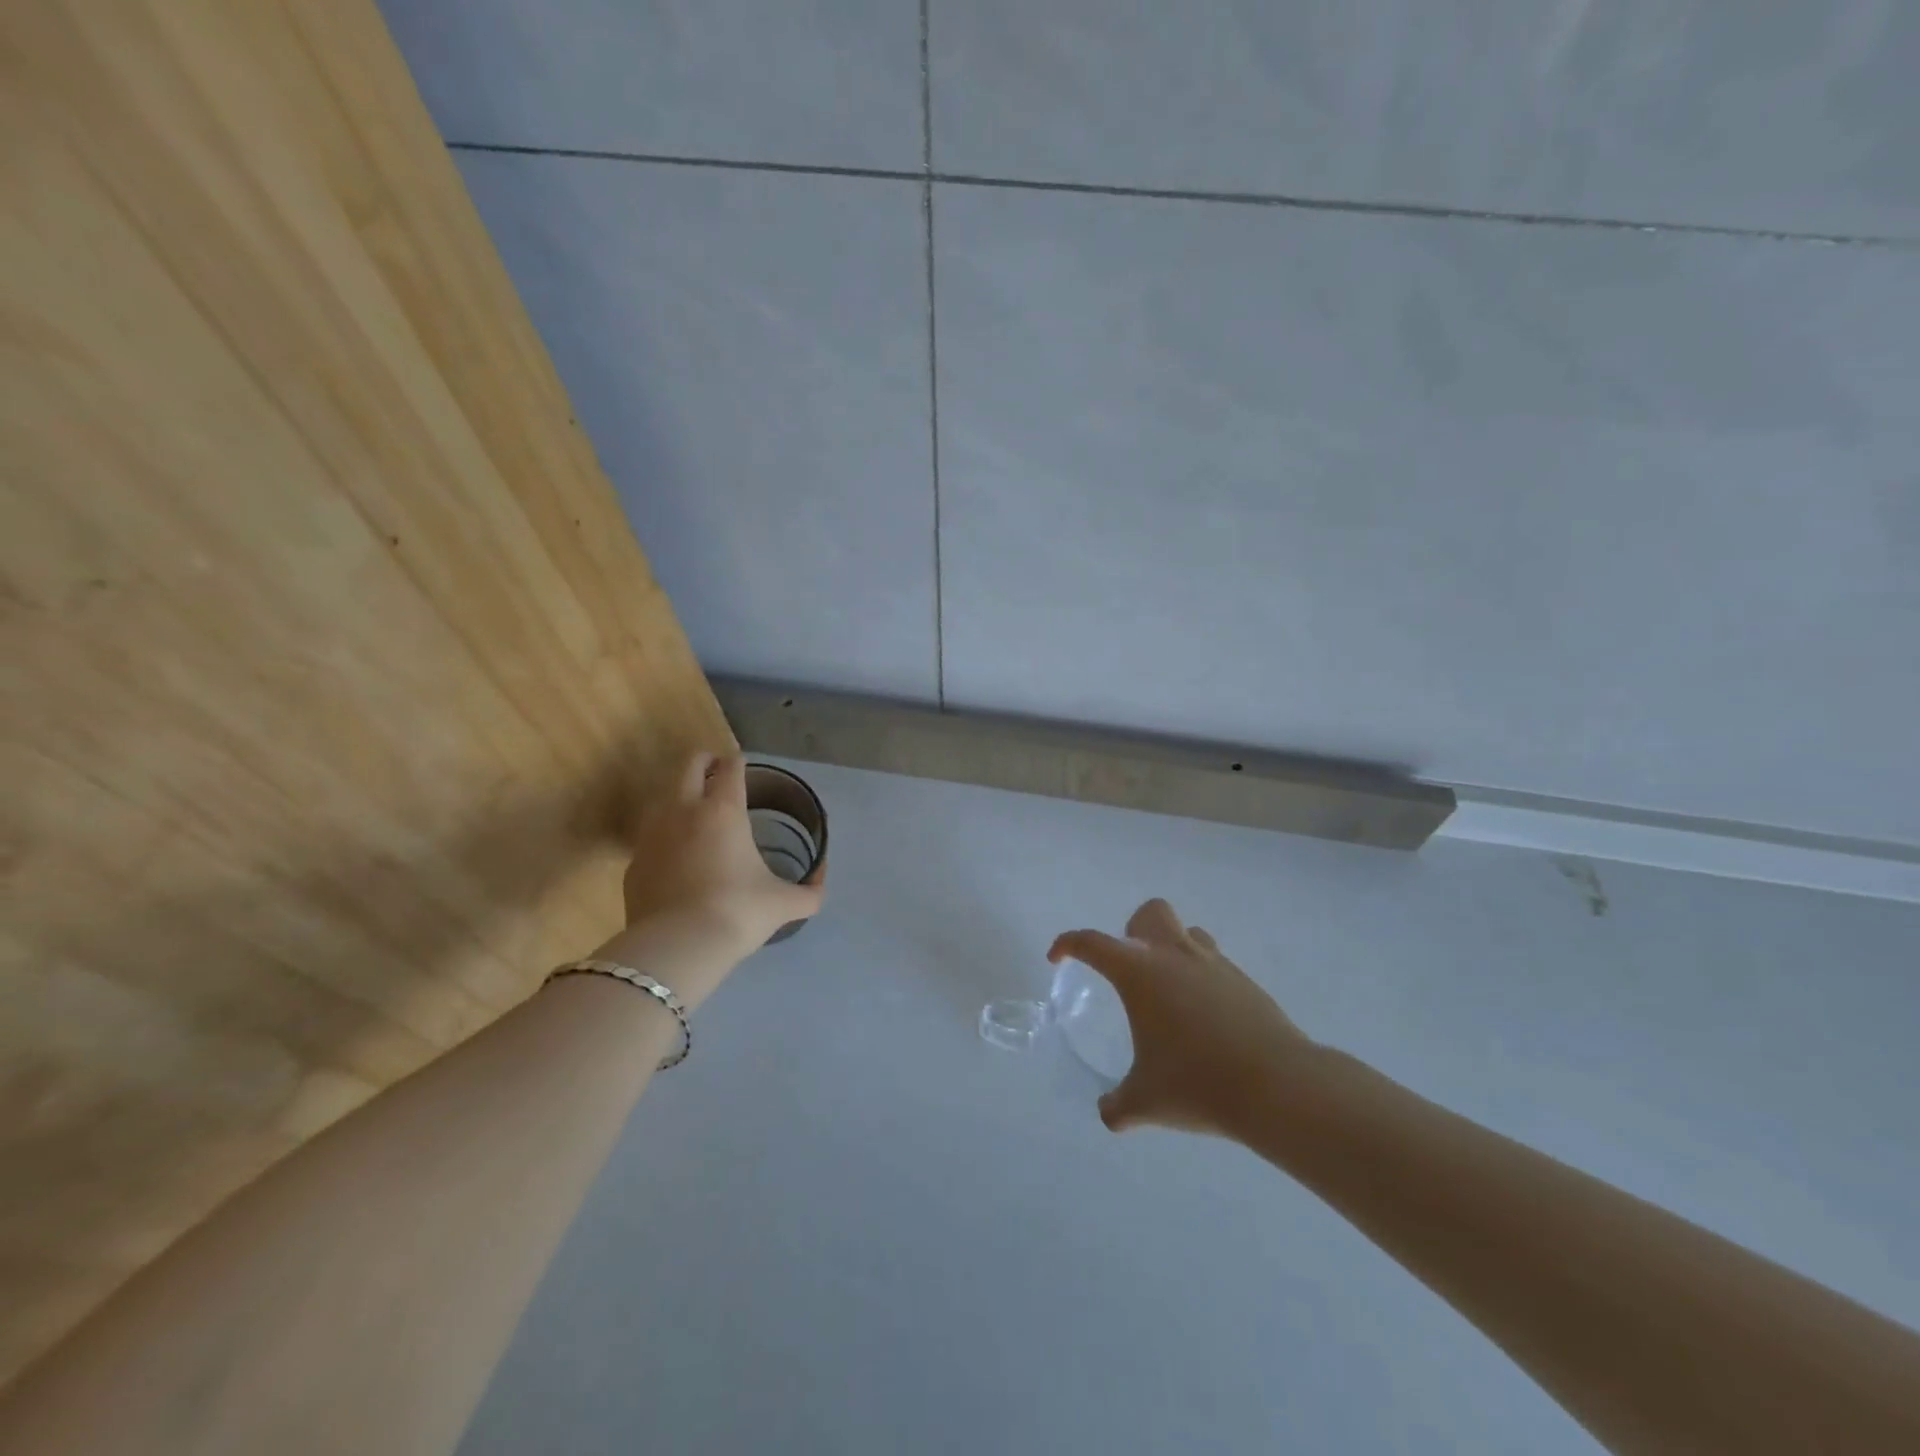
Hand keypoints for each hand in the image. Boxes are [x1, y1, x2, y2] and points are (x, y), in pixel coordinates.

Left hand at [603, 752, 823, 1007]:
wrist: (677, 947)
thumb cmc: (738, 912)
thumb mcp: (784, 904)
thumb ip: (809, 891)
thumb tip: (821, 881)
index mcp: (723, 811)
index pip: (730, 768)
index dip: (738, 762)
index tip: (743, 766)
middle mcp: (684, 811)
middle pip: (689, 766)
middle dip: (705, 763)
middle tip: (718, 773)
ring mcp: (652, 836)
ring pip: (664, 798)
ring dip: (681, 798)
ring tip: (697, 816)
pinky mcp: (634, 864)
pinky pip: (650, 839)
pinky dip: (665, 839)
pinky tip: (677, 860)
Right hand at [1049, 898, 1316, 1139]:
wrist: (1277, 1086)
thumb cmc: (1197, 1083)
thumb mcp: (1146, 1101)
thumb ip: (1119, 1106)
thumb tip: (1108, 1114)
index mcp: (1139, 972)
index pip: (1092, 943)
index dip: (1068, 944)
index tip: (1058, 957)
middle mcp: (1174, 955)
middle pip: (1150, 913)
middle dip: (1133, 931)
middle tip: (1130, 970)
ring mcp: (1214, 964)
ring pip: (1187, 932)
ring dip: (1171, 949)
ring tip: (1169, 992)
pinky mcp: (1244, 981)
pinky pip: (1214, 963)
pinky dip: (1201, 978)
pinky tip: (1205, 1019)